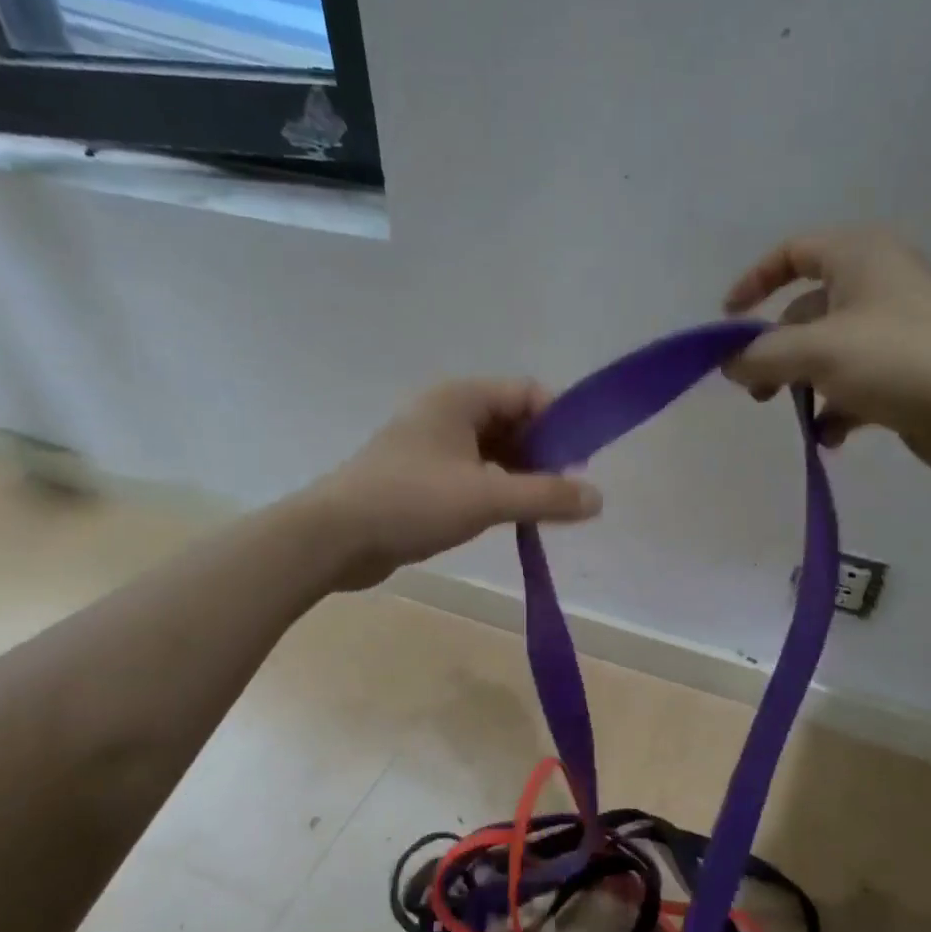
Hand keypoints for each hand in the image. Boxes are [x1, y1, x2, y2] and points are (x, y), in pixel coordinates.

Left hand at [311, 379, 600, 589]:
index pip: (529, 393)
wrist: (332, 538)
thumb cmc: (410, 503)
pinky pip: (474, 472)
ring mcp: (432, 445)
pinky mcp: (422, 476)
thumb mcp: (486, 498)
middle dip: (544, 452)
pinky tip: (510, 516)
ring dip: (522, 474)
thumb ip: (546, 496)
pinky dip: (497, 488)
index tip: (580, 463)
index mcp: (461, 398)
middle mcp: (447, 412)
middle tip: (564, 492)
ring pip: (494, 450)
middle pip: (514, 420)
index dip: (561, 423)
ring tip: (542, 509)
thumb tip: (598, 498)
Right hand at [722, 227, 930, 477]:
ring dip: (801, 385)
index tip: (727, 320)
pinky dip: (834, 410)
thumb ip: (762, 355)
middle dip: (774, 351)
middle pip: (805, 312)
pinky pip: (853, 387)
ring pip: (826, 354)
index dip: (755, 281)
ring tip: (792, 414)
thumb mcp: (817, 350)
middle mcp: (876, 287)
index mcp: (859, 257)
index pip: (794, 252)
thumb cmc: (898, 359)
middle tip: (756, 390)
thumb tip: (728, 365)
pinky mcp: (904, 375)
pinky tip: (830, 437)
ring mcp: (892, 333)